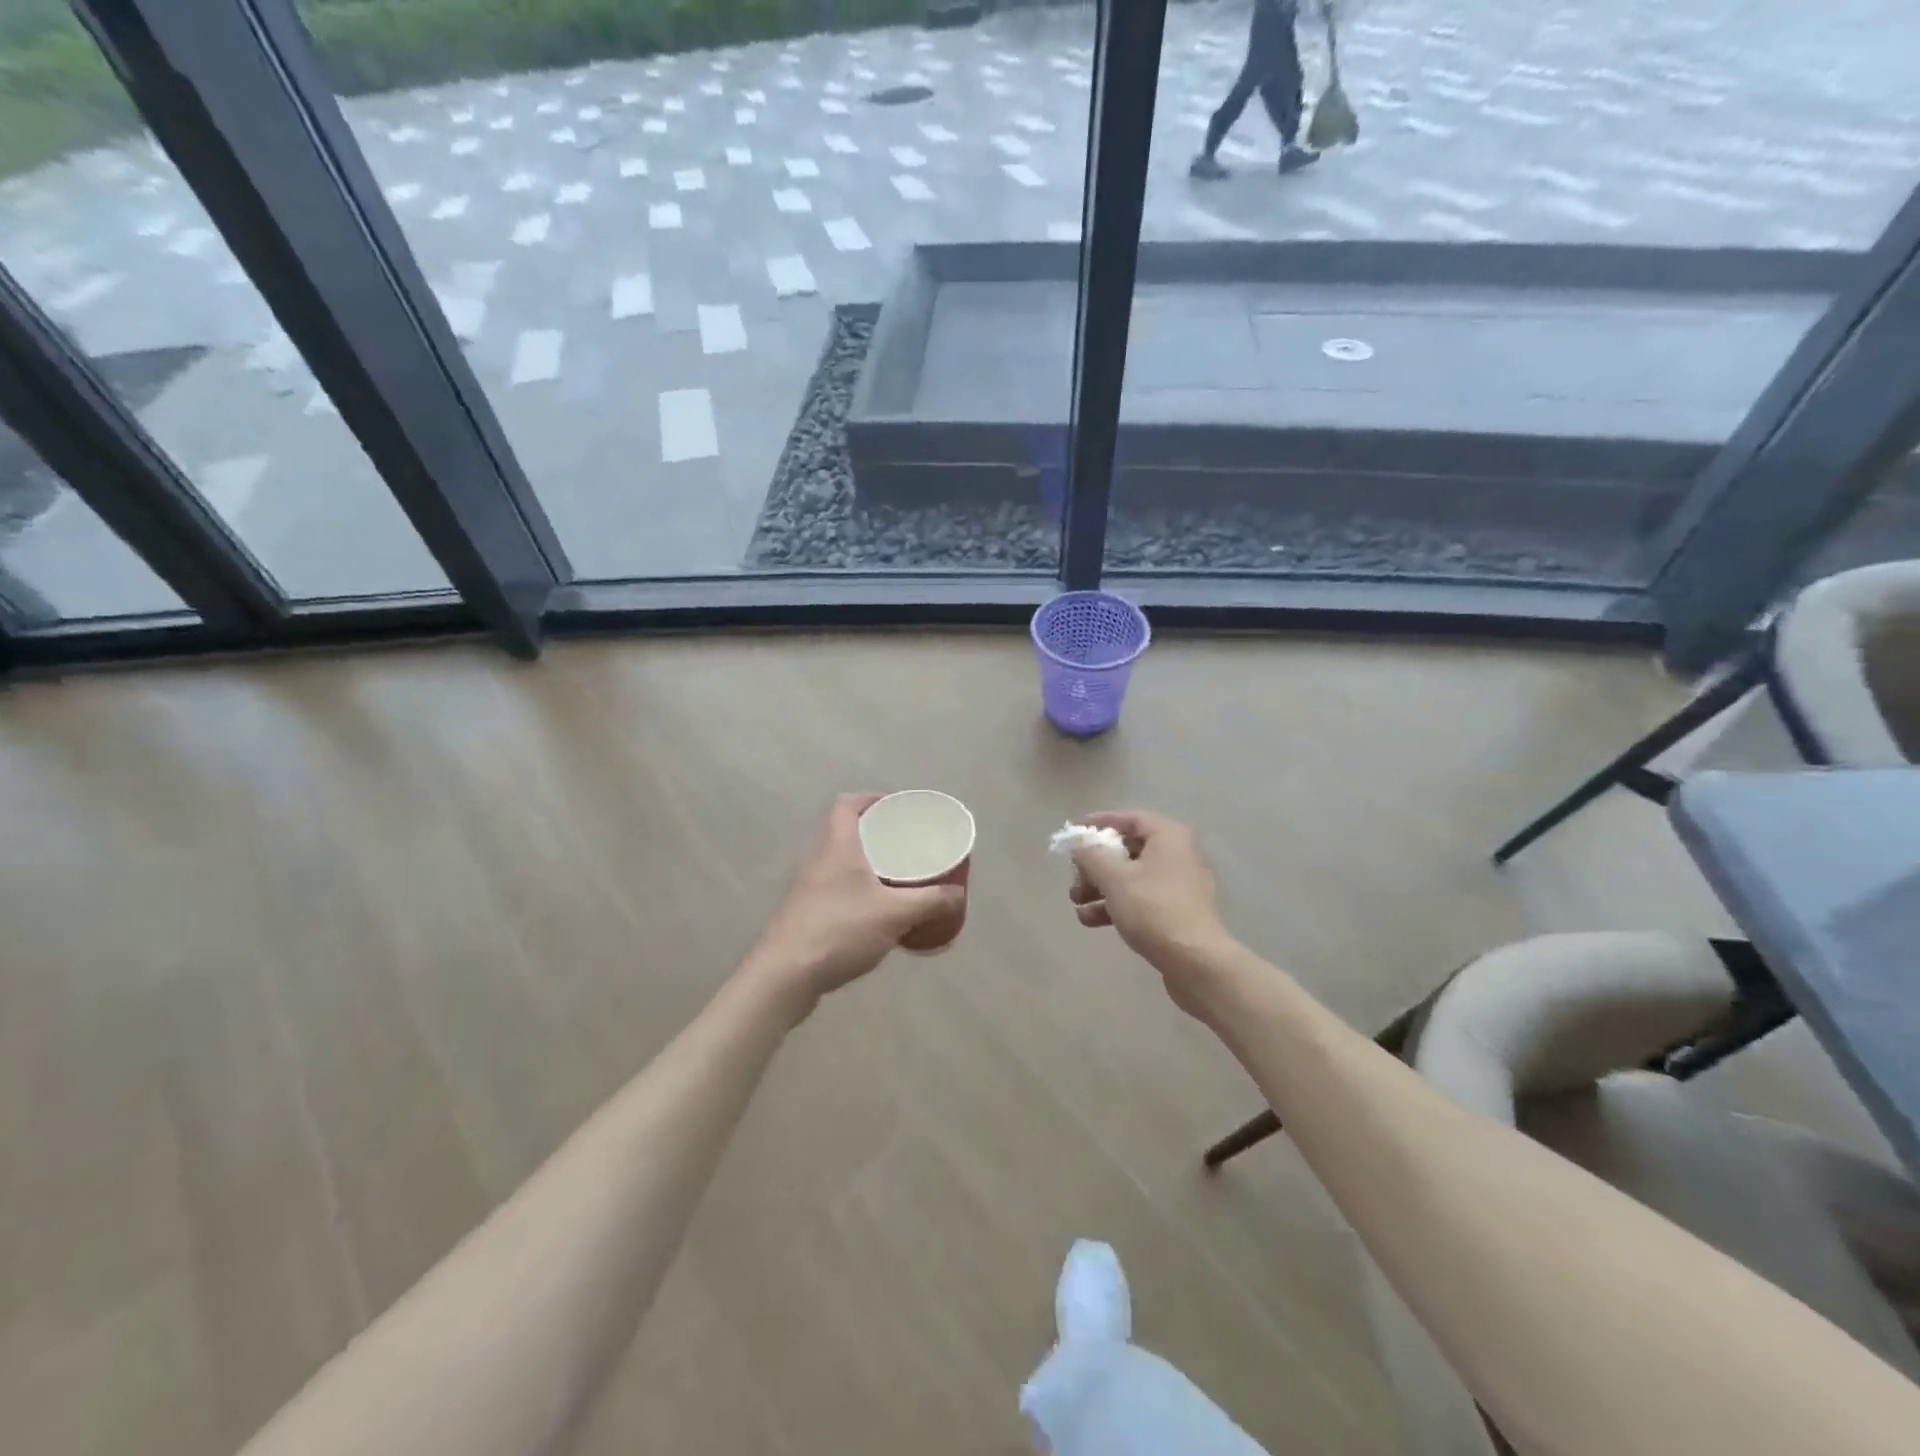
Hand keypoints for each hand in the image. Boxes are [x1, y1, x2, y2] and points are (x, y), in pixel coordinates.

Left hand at [741, 793, 964, 1014]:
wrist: (785, 975)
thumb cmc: (840, 930)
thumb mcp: (895, 914)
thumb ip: (930, 902)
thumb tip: (957, 894)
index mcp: (838, 845)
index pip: (847, 804)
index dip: (870, 799)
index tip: (895, 809)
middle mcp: (818, 859)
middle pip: (844, 831)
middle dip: (874, 834)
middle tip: (903, 844)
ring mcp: (807, 887)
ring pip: (839, 862)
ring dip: (864, 864)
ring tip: (894, 876)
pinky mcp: (804, 912)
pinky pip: (834, 888)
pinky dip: (855, 890)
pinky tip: (874, 912)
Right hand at [1068, 811, 1230, 1010]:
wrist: (1195, 962)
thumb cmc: (1153, 909)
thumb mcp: (1114, 878)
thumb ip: (1091, 855)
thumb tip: (1080, 844)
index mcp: (1168, 836)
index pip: (1129, 818)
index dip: (1099, 822)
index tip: (1074, 833)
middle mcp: (1176, 855)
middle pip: (1127, 849)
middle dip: (1095, 864)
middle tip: (1074, 877)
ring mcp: (1177, 885)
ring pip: (1130, 876)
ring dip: (1100, 887)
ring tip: (1076, 903)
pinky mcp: (1175, 912)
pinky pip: (1140, 898)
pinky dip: (1116, 904)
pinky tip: (1091, 920)